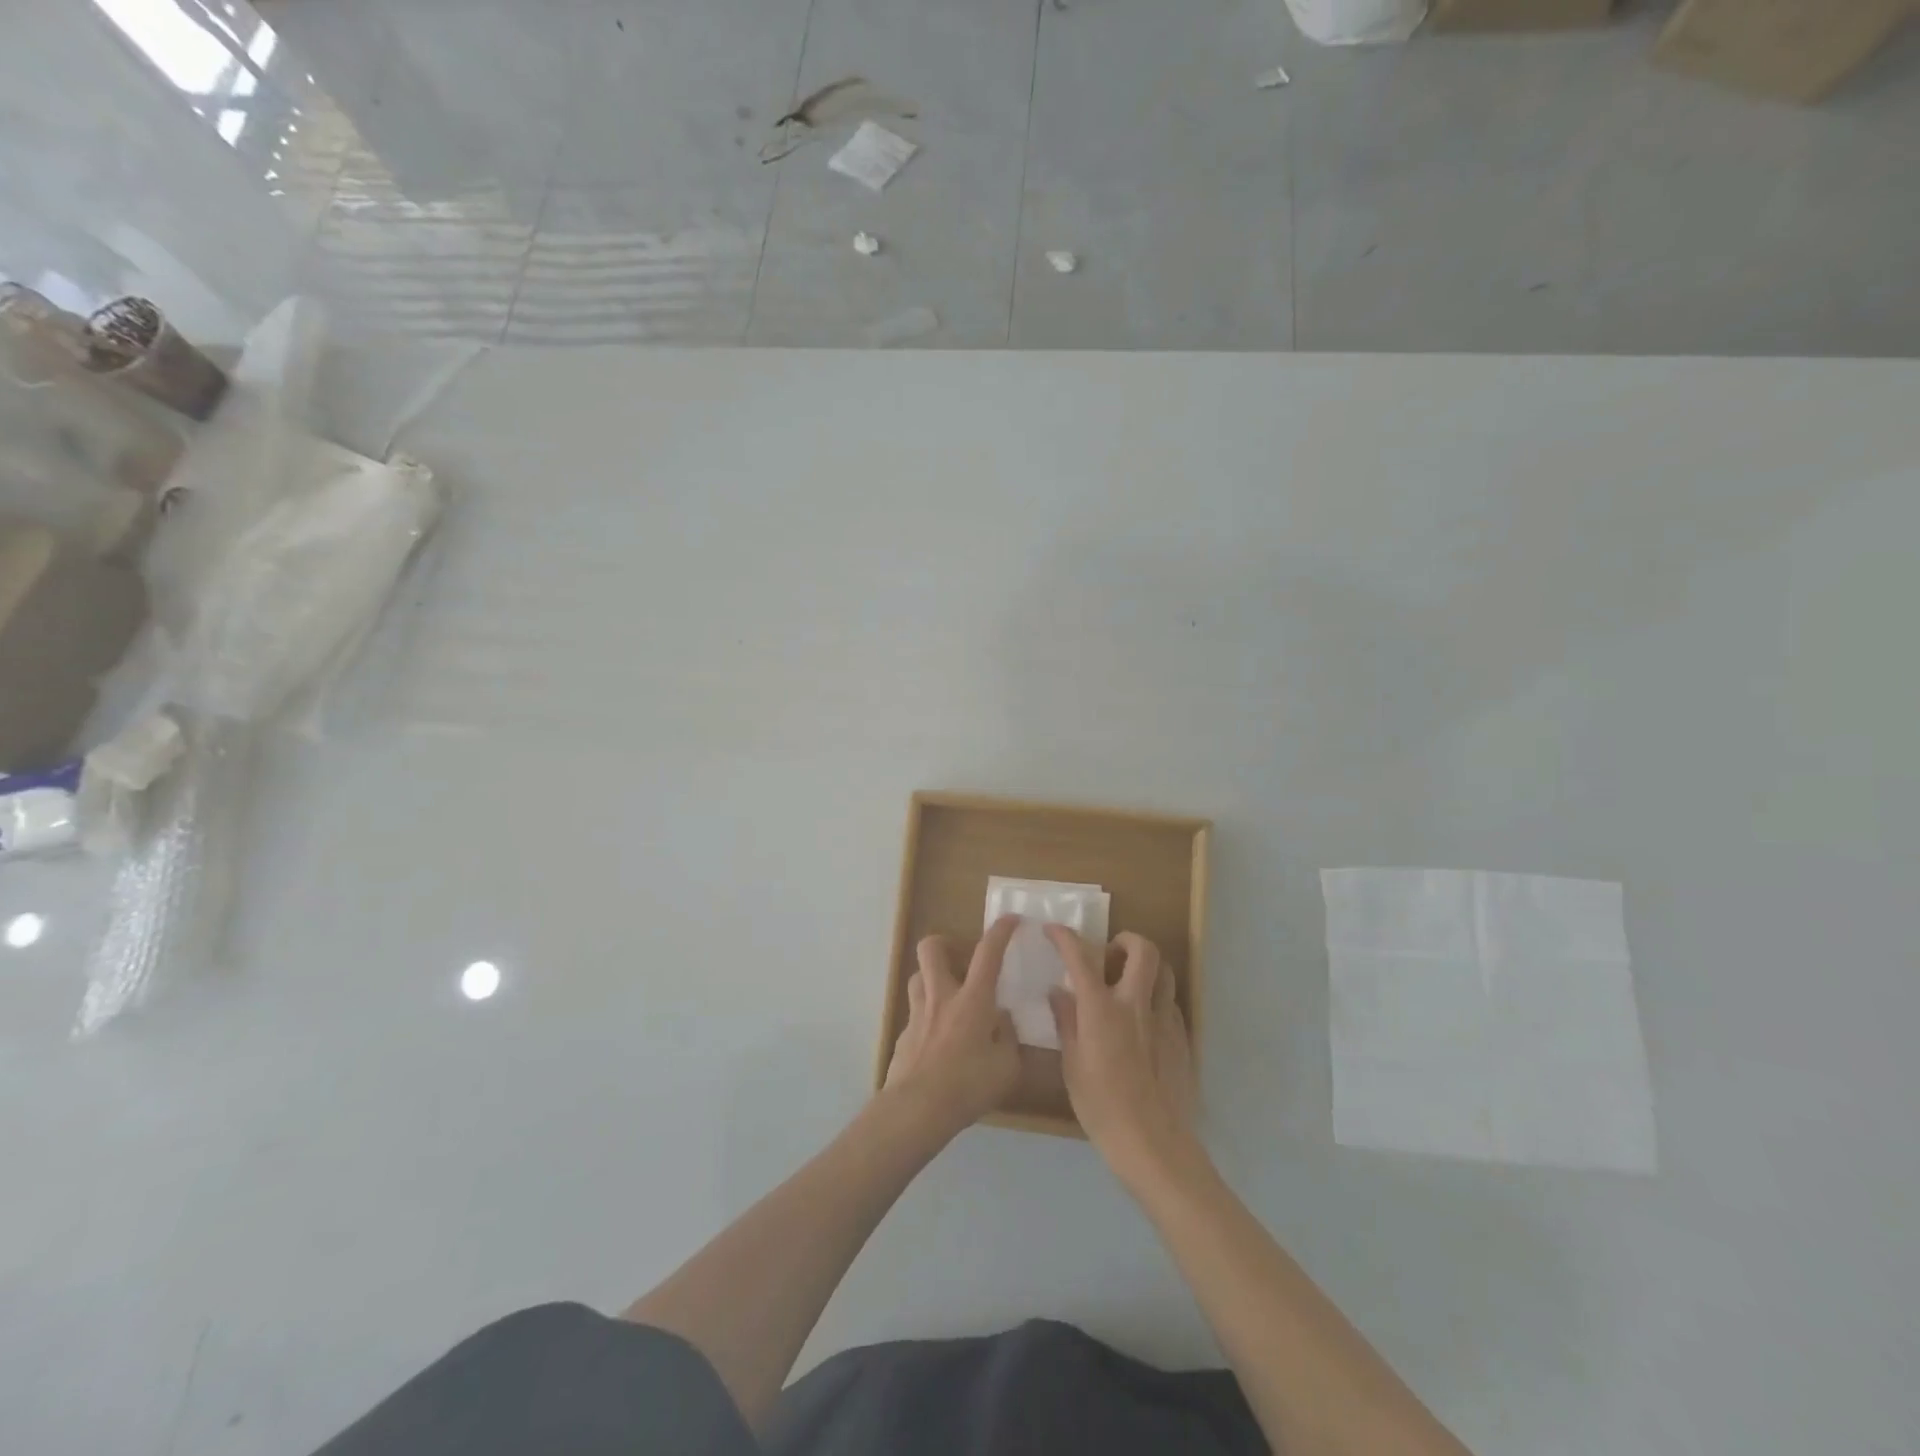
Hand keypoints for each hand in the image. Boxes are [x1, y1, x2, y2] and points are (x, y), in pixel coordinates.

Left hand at [883, 914, 1022, 1137]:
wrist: (917, 1109)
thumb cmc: (968, 1085)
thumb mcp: (1007, 1067)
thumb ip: (1008, 1038)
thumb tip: (1001, 1020)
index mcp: (973, 1000)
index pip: (988, 953)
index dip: (1001, 931)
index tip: (1011, 919)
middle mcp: (941, 997)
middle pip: (932, 948)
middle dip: (946, 943)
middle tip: (961, 958)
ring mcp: (917, 1014)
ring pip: (918, 977)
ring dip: (933, 978)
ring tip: (948, 997)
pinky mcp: (902, 1036)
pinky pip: (915, 1014)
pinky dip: (927, 1018)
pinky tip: (937, 1041)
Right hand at [1046, 927, 1199, 1186]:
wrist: (1154, 1145)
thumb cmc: (1102, 1107)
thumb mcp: (1072, 1065)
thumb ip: (1067, 1022)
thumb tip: (1059, 992)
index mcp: (1102, 1009)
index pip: (1081, 957)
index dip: (1065, 937)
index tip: (1053, 930)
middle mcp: (1136, 1004)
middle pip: (1143, 949)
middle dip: (1125, 940)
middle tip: (1108, 954)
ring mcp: (1165, 1019)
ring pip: (1164, 971)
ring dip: (1146, 966)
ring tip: (1129, 982)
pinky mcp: (1182, 1038)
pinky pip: (1171, 1002)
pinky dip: (1155, 998)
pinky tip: (1143, 1022)